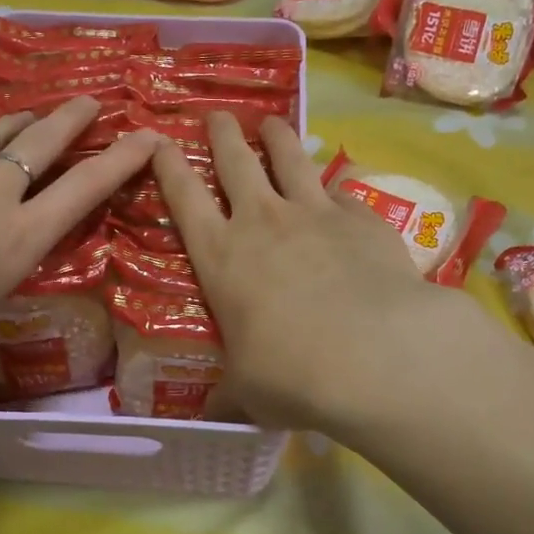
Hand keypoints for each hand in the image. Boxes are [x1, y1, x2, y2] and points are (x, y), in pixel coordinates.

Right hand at [153, 113, 490, 432]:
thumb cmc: (291, 374)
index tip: (160, 141)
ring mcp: (314, 213)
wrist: (374, 355)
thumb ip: (230, 395)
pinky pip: (340, 192)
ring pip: (288, 158)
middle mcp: (261, 222)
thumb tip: (213, 418)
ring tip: (270, 122)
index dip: (169, 165)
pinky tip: (336, 191)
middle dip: (222, 134)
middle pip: (234, 161)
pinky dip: (332, 188)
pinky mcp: (361, 218)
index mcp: (220, 257)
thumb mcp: (248, 392)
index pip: (184, 198)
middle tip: (217, 115)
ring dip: (275, 137)